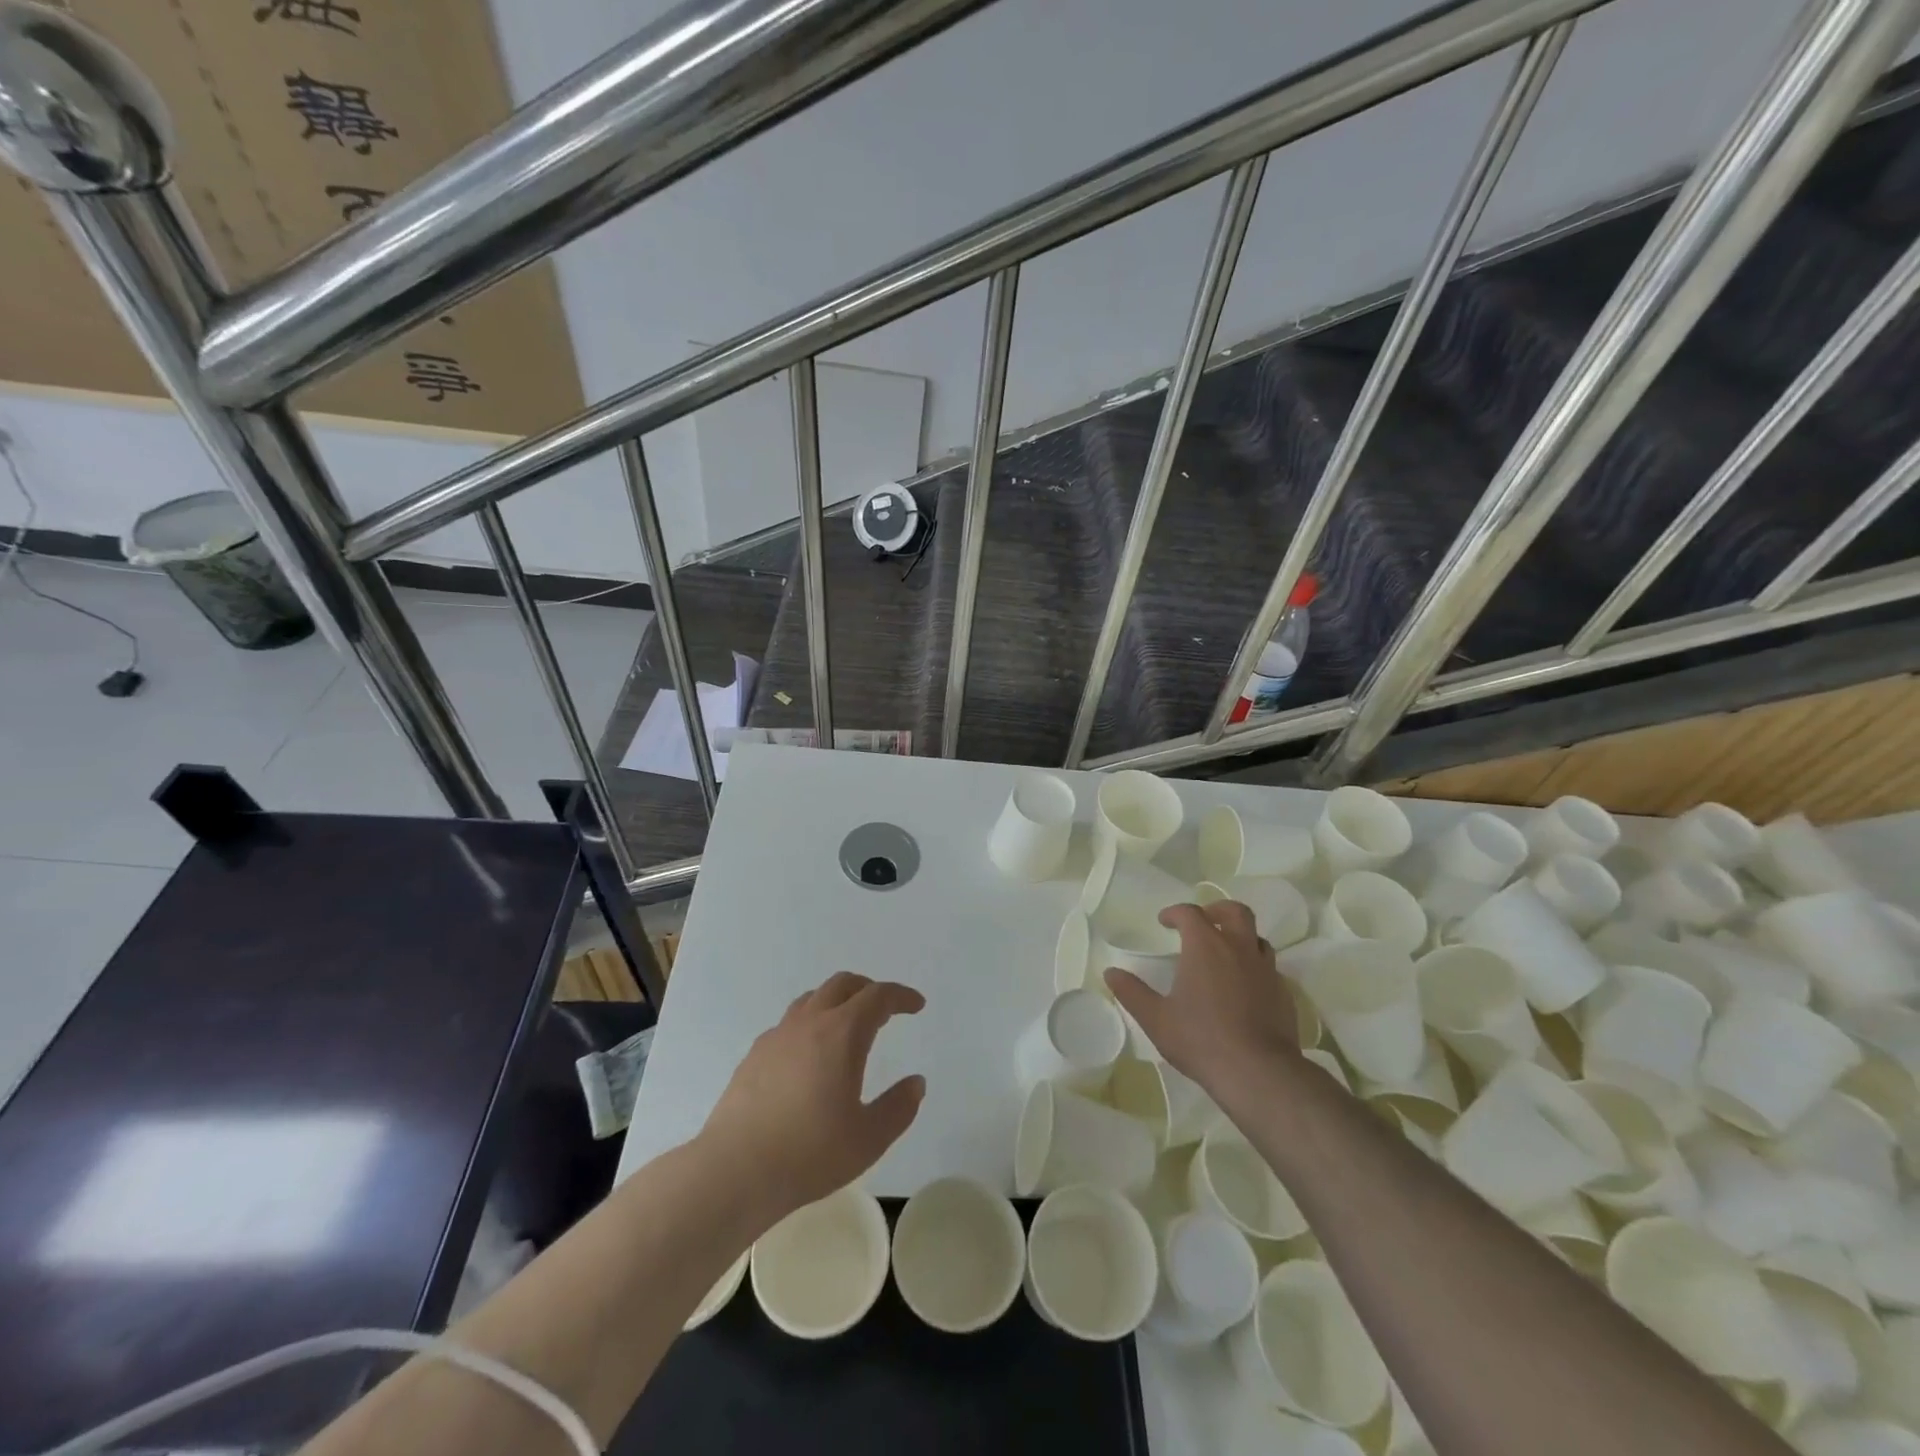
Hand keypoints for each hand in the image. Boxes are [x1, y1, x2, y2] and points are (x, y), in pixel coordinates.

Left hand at [701, 972, 925, 1225]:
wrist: (734, 1171)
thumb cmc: (809, 1153)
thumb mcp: (869, 1138)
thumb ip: (898, 1107)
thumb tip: (916, 1083)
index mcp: (842, 1033)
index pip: (878, 996)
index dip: (901, 996)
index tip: (916, 1005)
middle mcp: (809, 1023)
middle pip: (842, 984)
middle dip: (869, 989)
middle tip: (885, 1008)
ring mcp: (777, 1036)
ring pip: (812, 998)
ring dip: (837, 1001)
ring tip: (848, 1025)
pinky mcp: (754, 1055)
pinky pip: (789, 1023)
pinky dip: (810, 1024)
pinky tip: (809, 1055)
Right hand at [1104, 901, 1298, 1097]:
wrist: (1258, 1072)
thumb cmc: (1200, 1039)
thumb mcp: (1155, 1018)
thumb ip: (1132, 992)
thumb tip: (1110, 973)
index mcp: (1205, 946)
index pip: (1190, 913)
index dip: (1175, 912)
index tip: (1164, 922)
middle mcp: (1239, 948)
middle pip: (1235, 912)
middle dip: (1217, 910)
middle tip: (1205, 920)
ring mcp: (1266, 970)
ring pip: (1257, 938)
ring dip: (1240, 938)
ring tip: (1226, 953)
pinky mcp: (1284, 993)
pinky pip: (1269, 969)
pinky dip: (1255, 968)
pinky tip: (1245, 988)